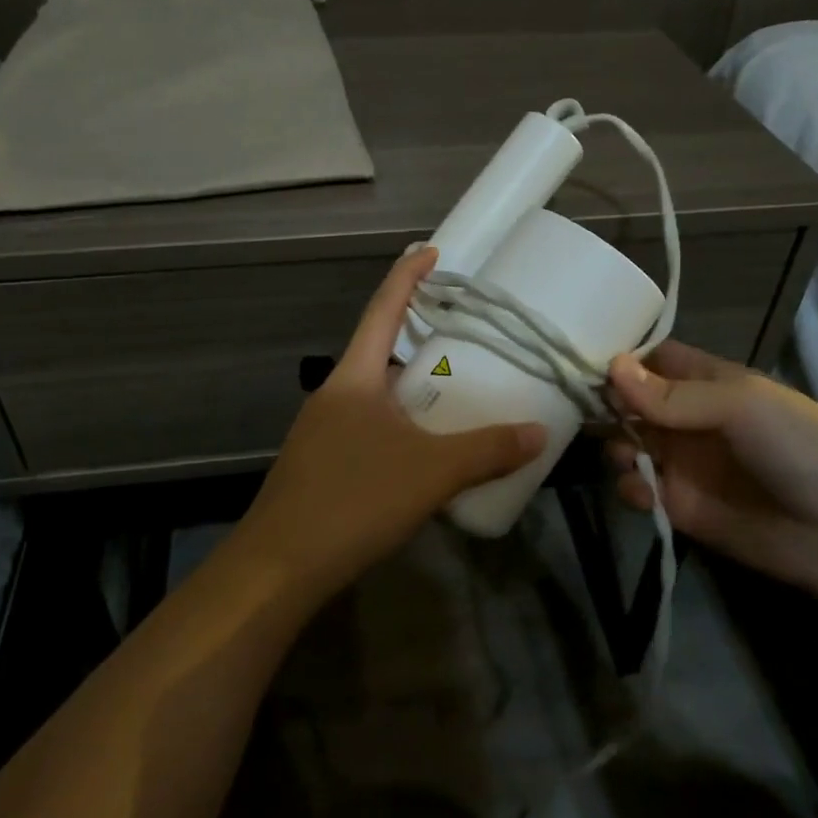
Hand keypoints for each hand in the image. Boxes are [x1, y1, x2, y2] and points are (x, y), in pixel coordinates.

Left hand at [241, 247, 545, 597]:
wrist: (278, 566)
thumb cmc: (354, 499)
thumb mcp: (431, 472)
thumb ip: (487, 450)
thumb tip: (539, 433)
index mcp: (354, 377)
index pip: (382, 309)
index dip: (407, 276)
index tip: (431, 251)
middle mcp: (335, 393)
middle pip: (378, 349)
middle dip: (416, 335)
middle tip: (461, 330)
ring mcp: (323, 429)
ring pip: (374, 392)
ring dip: (409, 385)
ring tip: (453, 388)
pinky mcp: (322, 463)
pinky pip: (368, 426)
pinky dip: (399, 422)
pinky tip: (422, 448)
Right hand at [603, 341, 817, 597]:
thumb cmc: (799, 447)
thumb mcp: (741, 404)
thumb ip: (672, 393)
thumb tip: (612, 367)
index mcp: (710, 383)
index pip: (656, 360)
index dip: (624, 360)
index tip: (587, 361)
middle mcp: (690, 419)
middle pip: (633, 401)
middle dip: (610, 403)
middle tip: (591, 410)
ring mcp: (683, 463)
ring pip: (628, 443)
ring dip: (617, 444)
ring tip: (627, 454)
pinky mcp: (678, 505)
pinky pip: (639, 488)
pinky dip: (630, 486)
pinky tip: (643, 489)